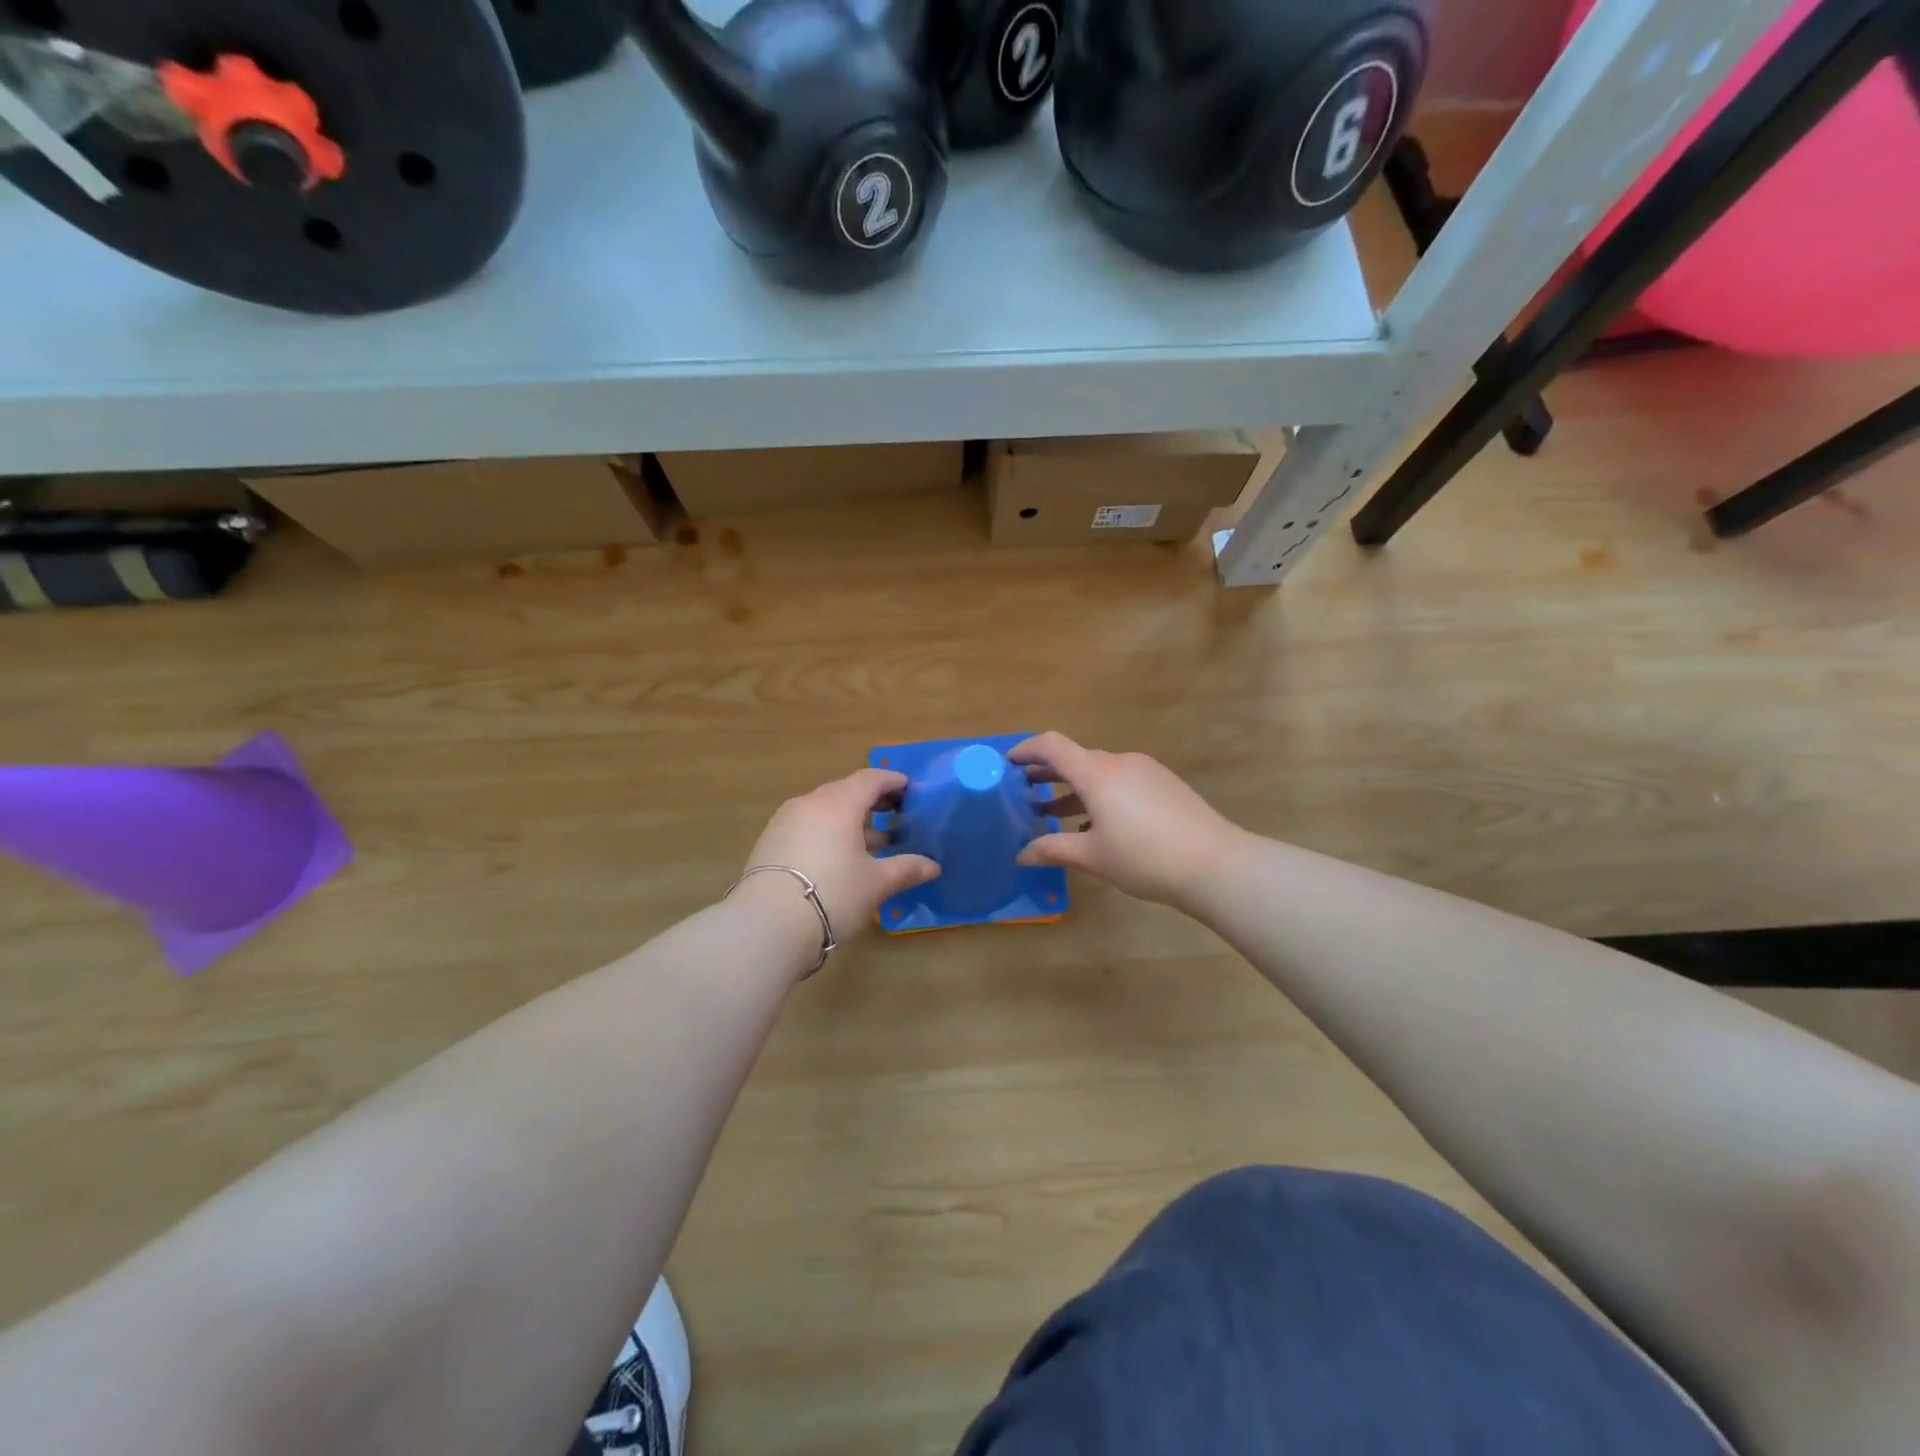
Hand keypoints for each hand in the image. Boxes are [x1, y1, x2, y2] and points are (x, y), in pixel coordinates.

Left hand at [739, 768, 939, 954]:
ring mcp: (784, 821)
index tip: (909, 790)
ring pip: (824, 810)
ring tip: (871, 842)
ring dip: (849, 820)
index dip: (892, 782)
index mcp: (839, 803)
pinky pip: (806, 826)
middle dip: (872, 801)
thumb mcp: (876, 883)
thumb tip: (933, 866)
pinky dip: (827, 833)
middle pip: (845, 792)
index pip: (870, 779)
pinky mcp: (769, 842)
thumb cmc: (833, 894)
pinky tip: (838, 858)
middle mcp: (810, 803)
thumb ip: (906, 869)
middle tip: (894, 814)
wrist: (767, 925)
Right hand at [1013, 732, 1246, 911]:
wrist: (1216, 864)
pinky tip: (1096, 825)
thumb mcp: (1093, 857)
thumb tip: (1021, 855)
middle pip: (1076, 759)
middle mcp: (1120, 763)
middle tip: (1023, 791)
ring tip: (1053, 812)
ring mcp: (1145, 771)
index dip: (1026, 750)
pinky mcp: (1164, 784)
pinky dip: (1100, 795)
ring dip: (1074, 788)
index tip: (1007, 764)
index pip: (1052, 746)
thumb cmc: (1145, 858)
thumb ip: (1054, 850)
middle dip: (1047, 773)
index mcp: (1097, 773)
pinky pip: (1121, 782)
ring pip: (1099, 772)